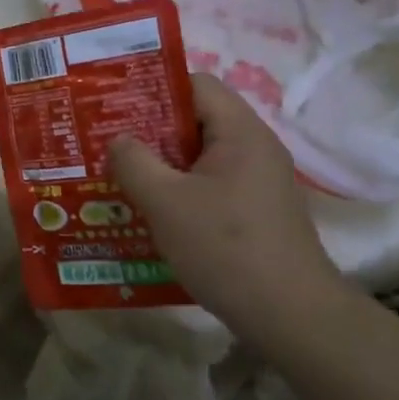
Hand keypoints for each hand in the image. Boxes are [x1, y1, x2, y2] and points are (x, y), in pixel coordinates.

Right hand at [107, 73, 344, 335]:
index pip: (195, 84)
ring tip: (120, 176)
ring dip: (161, 164)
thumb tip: (118, 140)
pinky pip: (210, 185)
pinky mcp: (256, 211)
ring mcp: (259, 182)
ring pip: (200, 157)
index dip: (154, 88)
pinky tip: (151, 212)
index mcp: (240, 132)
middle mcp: (255, 148)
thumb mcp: (165, 202)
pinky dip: (180, 190)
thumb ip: (134, 162)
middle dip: (150, 129)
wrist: (291, 315)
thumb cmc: (225, 247)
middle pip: (196, 120)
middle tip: (108, 142)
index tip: (115, 106)